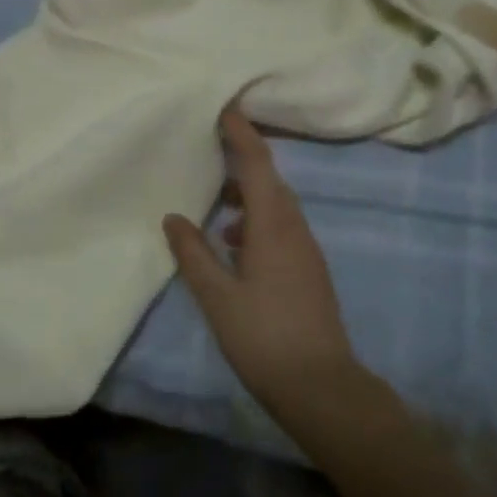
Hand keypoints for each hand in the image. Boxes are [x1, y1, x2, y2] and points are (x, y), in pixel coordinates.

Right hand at [163, 111, 360, 421]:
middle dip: (245, 160)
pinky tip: (234, 247)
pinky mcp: (308, 271)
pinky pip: (281, 229)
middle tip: (215, 148)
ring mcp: (306, 251)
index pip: (258, 164)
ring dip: (250, 195)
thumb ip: (193, 254)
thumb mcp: (218, 297)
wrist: (322, 388)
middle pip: (271, 181)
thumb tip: (173, 217)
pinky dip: (257, 223)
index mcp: (274, 226)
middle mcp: (295, 230)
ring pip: (277, 207)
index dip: (242, 133)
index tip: (225, 107)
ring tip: (218, 204)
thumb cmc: (264, 338)